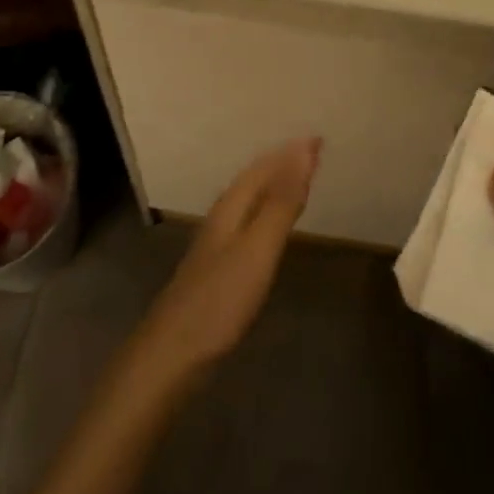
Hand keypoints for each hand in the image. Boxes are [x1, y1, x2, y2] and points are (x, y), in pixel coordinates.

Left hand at [128, 138, 320, 389]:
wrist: (173, 354)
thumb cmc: (220, 299)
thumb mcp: (258, 248)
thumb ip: (281, 203)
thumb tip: (304, 152)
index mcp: (231, 206)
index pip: (264, 166)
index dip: (291, 152)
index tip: (319, 139)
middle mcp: (222, 216)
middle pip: (254, 179)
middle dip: (282, 162)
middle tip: (313, 152)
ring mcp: (216, 243)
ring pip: (250, 199)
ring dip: (274, 184)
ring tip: (297, 179)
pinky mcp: (217, 268)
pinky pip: (248, 221)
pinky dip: (267, 209)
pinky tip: (269, 226)